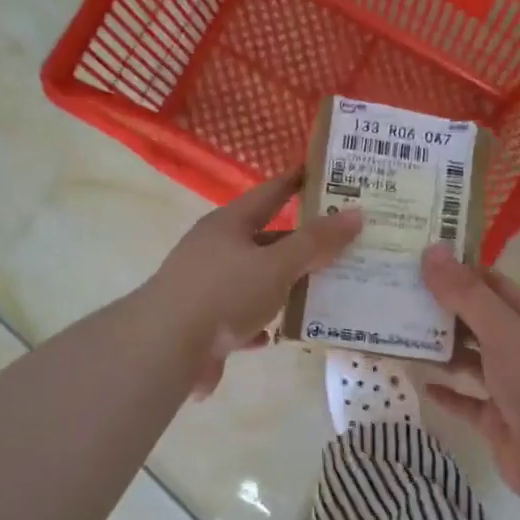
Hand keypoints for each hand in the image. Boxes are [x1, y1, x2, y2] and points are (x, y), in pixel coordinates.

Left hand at [145, 169, 363, 399]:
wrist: (164, 347)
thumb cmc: (224, 294)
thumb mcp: (277, 265)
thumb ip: (316, 243)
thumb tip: (355, 214)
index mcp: (229, 225)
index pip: (269, 193)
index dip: (295, 181)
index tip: (321, 172)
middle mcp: (213, 249)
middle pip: (263, 240)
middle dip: (297, 243)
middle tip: (336, 243)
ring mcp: (204, 287)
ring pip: (252, 281)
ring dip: (280, 286)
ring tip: (317, 290)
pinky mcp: (200, 323)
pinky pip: (239, 318)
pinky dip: (258, 323)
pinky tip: (275, 334)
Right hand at [418, 243, 519, 509]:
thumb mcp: (502, 329)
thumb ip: (466, 294)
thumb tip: (432, 250)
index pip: (491, 285)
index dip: (459, 270)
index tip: (419, 259)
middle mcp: (519, 349)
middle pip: (476, 322)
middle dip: (442, 310)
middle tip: (398, 295)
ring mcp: (508, 387)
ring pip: (469, 361)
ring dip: (440, 349)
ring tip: (400, 334)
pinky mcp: (496, 421)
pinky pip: (465, 401)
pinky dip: (445, 392)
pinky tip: (420, 381)